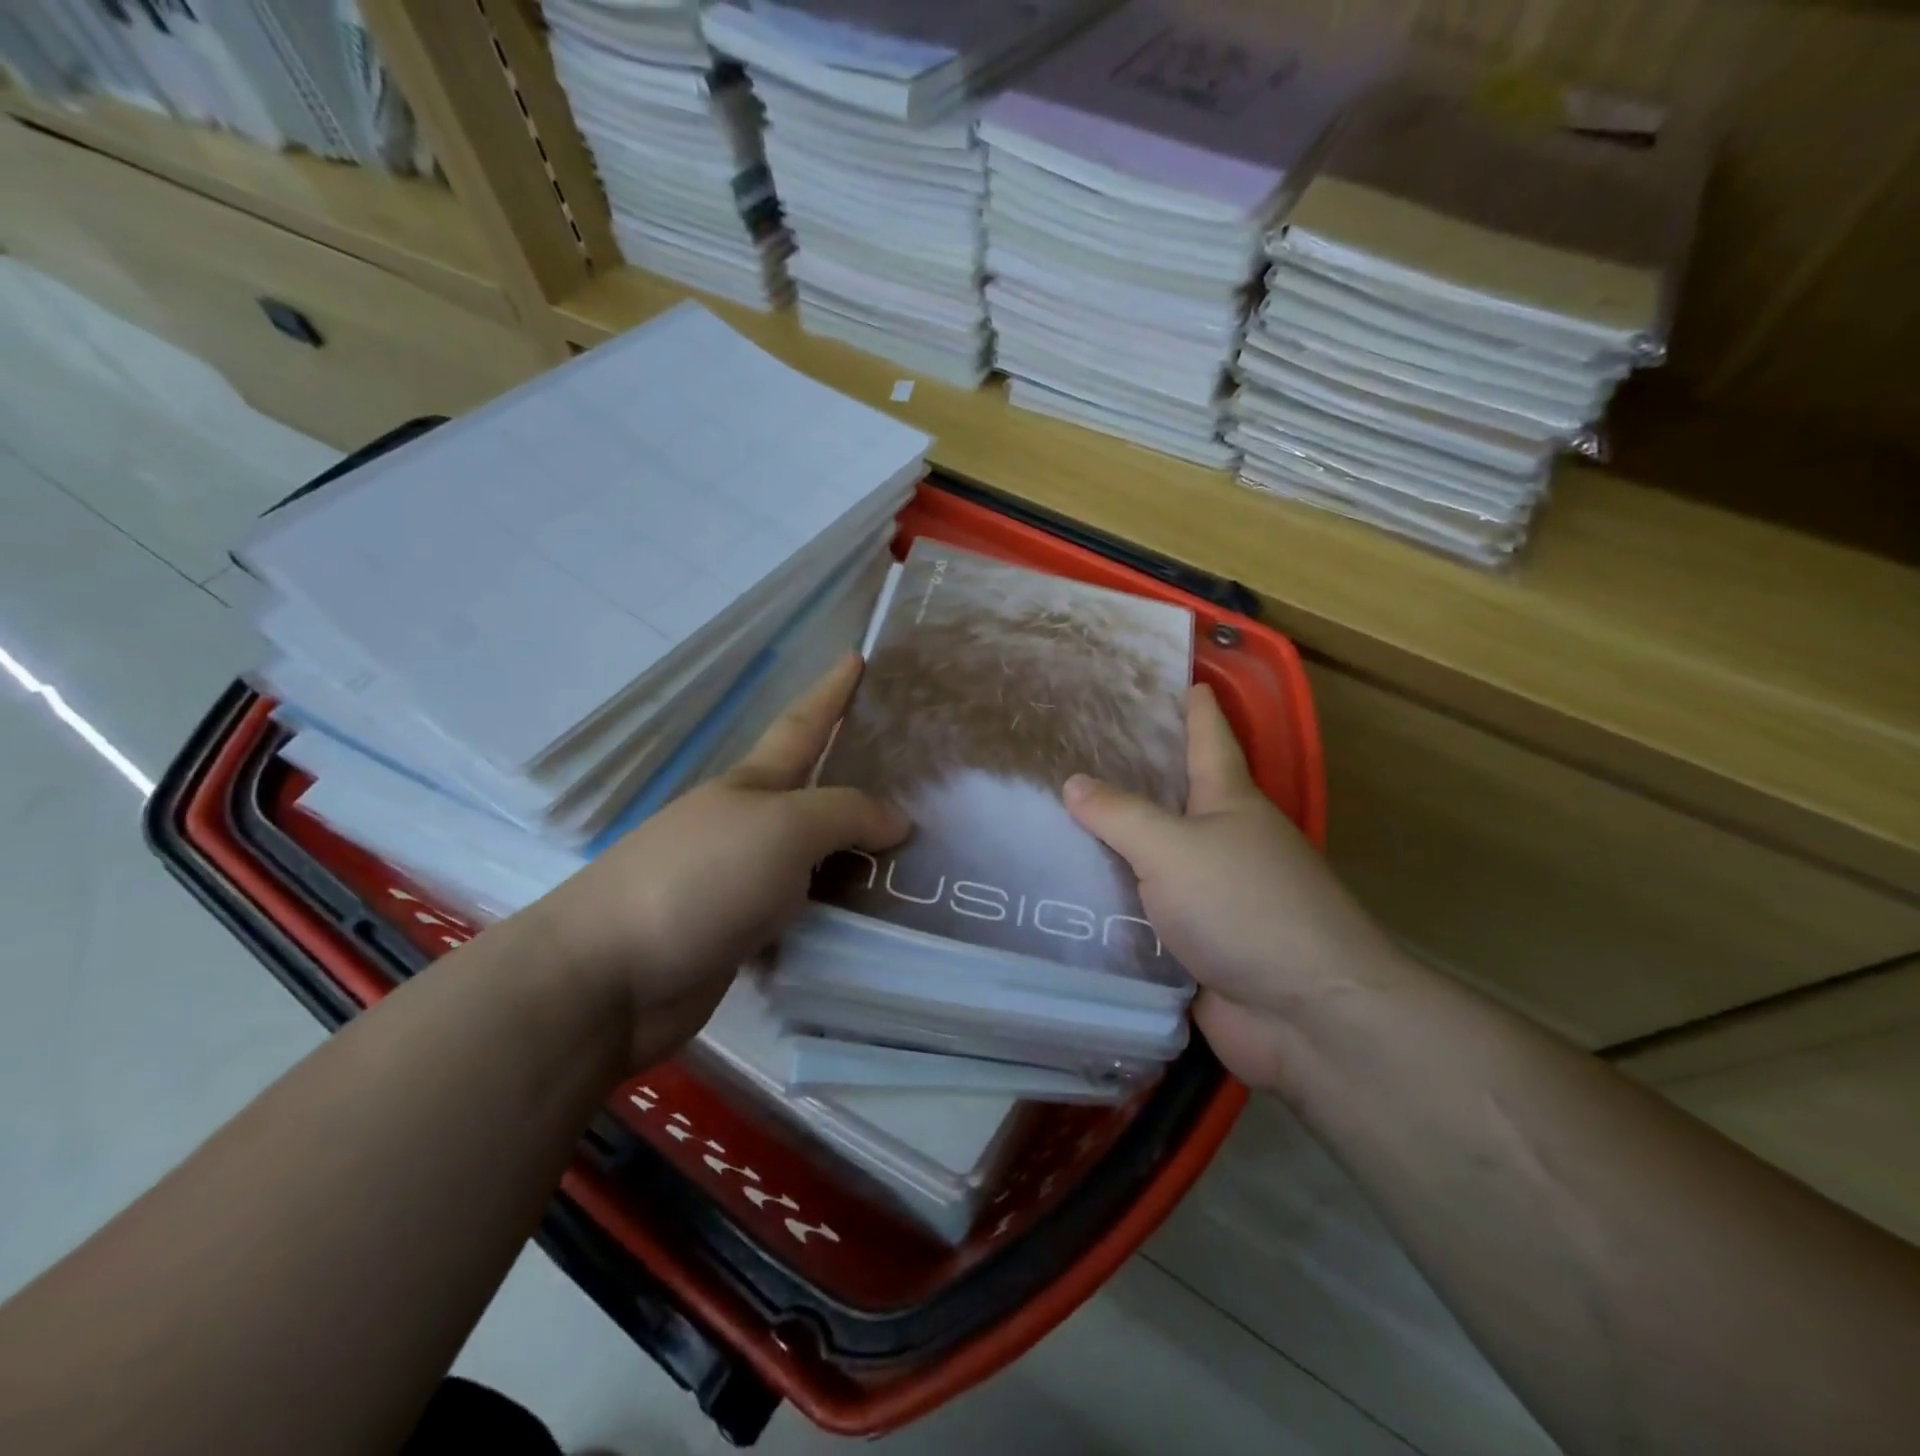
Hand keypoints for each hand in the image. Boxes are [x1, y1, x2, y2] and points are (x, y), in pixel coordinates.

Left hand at [517, 654, 908, 1071]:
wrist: (609, 978)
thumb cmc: (700, 879)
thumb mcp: (783, 828)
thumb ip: (846, 815)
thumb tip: (897, 821)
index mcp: (752, 786)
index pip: (803, 726)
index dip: (831, 692)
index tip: (858, 657)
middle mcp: (749, 827)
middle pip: (815, 796)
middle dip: (859, 782)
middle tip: (921, 781)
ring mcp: (742, 883)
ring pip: (817, 861)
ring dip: (859, 857)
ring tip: (919, 858)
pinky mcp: (742, 937)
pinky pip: (806, 915)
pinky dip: (840, 914)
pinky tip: (878, 921)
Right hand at [1063, 684, 1403, 1088]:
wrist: (1305, 1013)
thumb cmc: (1244, 906)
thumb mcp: (1173, 848)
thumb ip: (1119, 814)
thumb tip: (1073, 782)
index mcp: (1229, 801)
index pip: (1209, 736)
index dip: (1193, 705)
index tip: (1174, 677)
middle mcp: (1225, 840)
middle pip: (1173, 797)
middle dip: (1132, 776)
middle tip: (1071, 752)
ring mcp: (1213, 895)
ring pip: (1153, 858)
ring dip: (1114, 846)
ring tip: (1052, 822)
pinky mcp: (1198, 943)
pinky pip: (1145, 913)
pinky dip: (1113, 904)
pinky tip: (1067, 895)